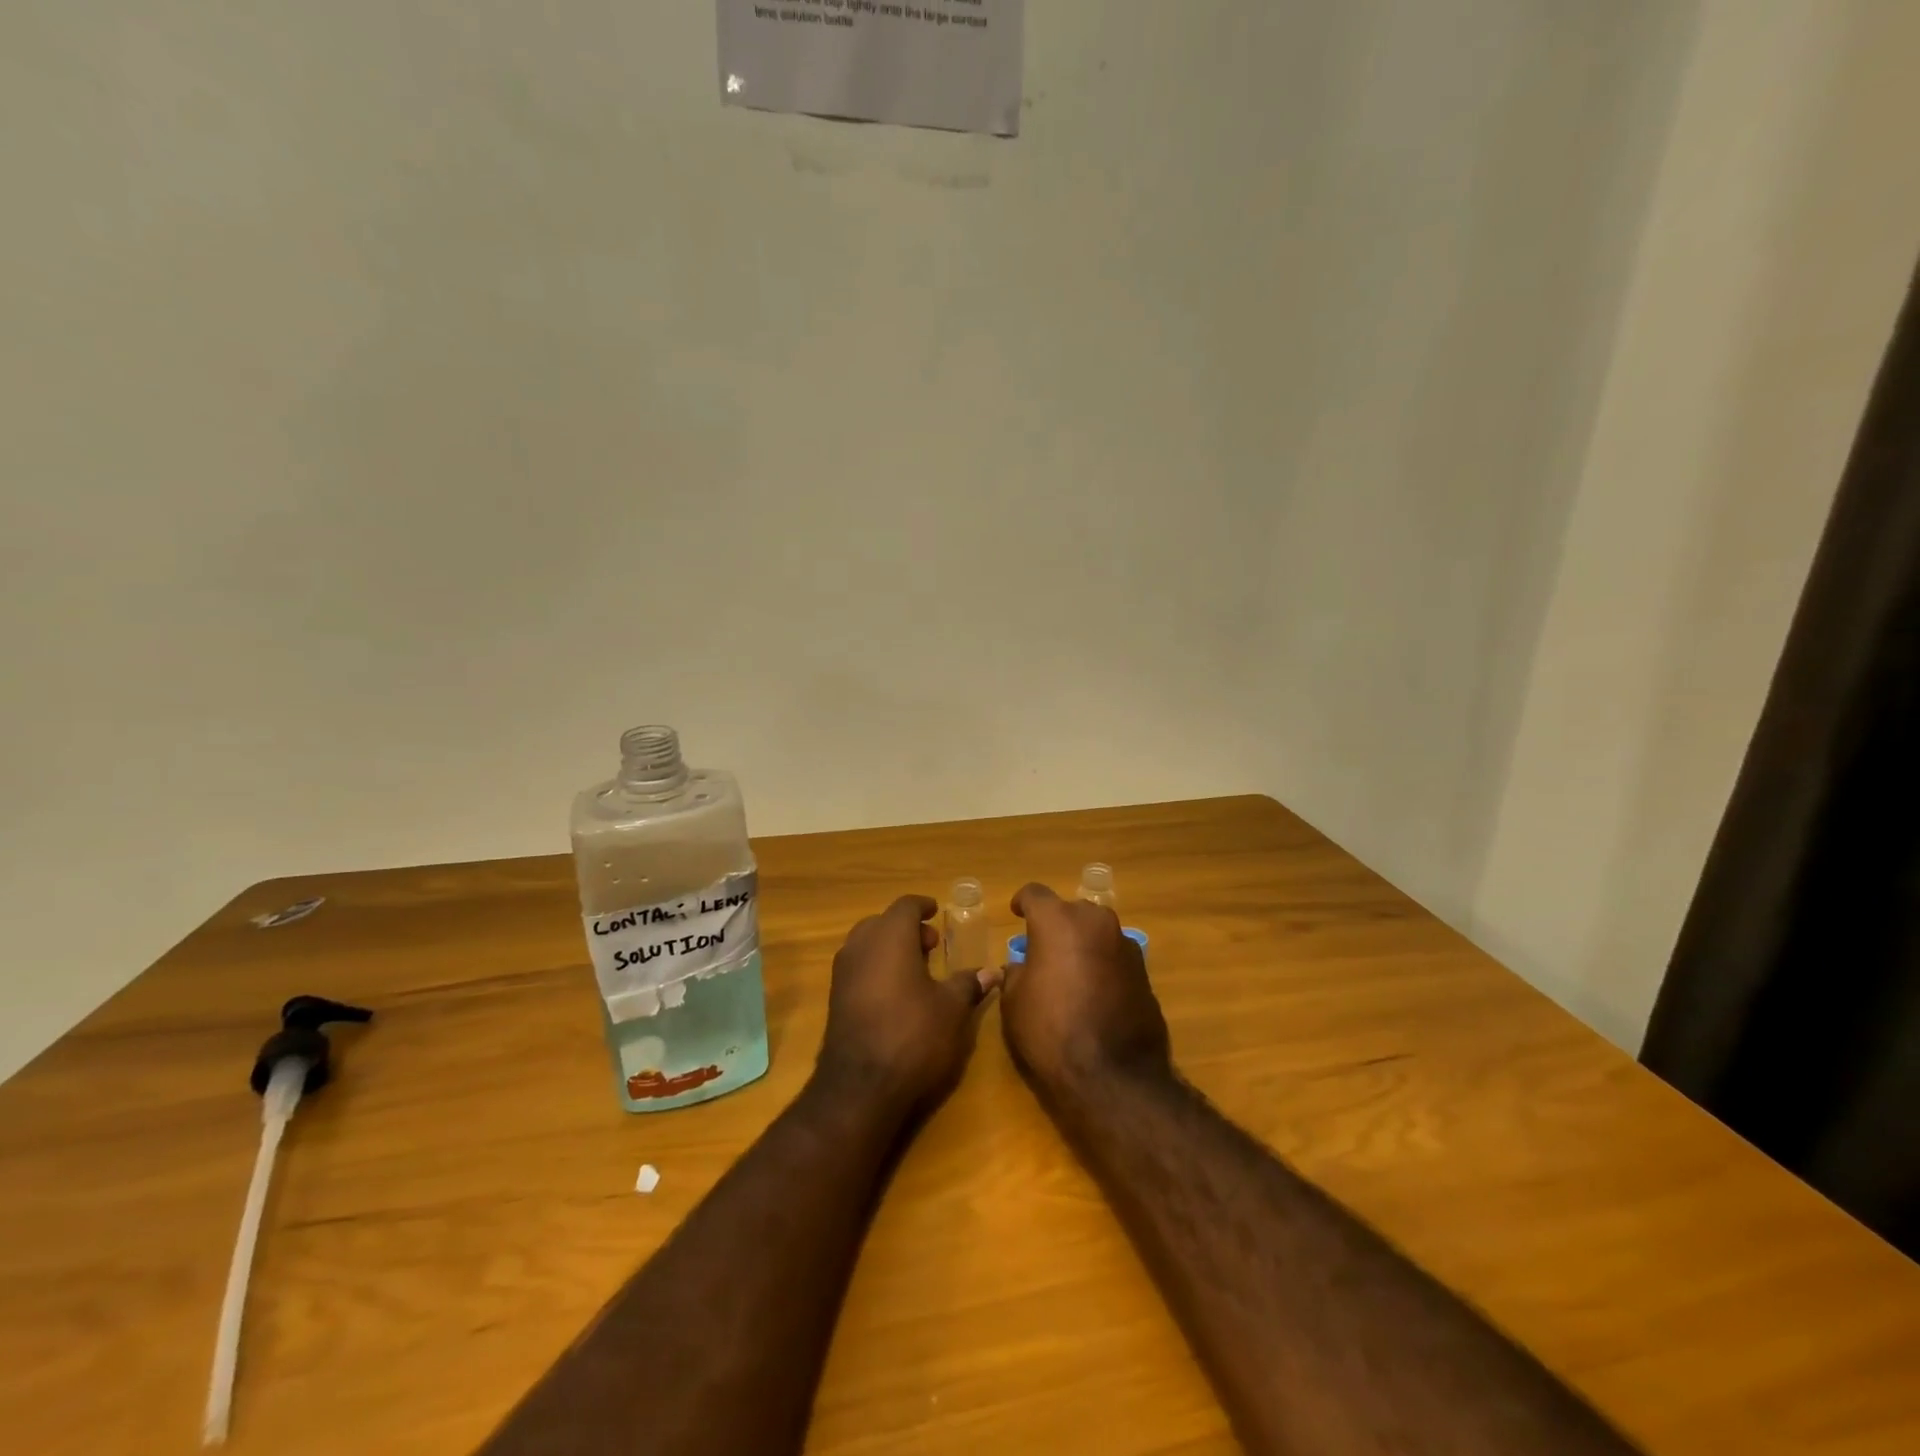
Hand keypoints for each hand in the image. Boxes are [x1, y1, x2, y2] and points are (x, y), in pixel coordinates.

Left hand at [816, 895, 996, 1113]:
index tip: (937, 911)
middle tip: (931, 945)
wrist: (859, 1087)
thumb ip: (968, 984)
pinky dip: (876, 967)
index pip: (906, 906)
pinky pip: (858, 967)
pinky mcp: (834, 998)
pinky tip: (896, 993)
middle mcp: (861, 946)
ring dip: (890, 947)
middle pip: (883, 922)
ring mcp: (842, 972)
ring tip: (916, 969)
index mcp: (890, 936)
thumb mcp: (951, 1009)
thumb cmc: (913, 1035)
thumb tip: (991, 971)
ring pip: (867, 944)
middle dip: (907, 928)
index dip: (923, 906)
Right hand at [1001, 883, 1171, 1099]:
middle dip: (1057, 924)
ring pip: (1097, 932)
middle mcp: (1095, 922)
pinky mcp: (1145, 972)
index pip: (1035, 893)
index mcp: (1058, 920)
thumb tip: (1024, 967)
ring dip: (1083, 944)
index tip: (1017, 914)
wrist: (1114, 1075)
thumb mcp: (1014, 1002)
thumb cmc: (1050, 1031)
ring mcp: (1125, 945)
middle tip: (1044, 950)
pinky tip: (1095, 994)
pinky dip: (1103, 966)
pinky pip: (1115, 957)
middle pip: (1071, 911)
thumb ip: (1017, 973)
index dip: (1022, 902)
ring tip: (1071, 973)